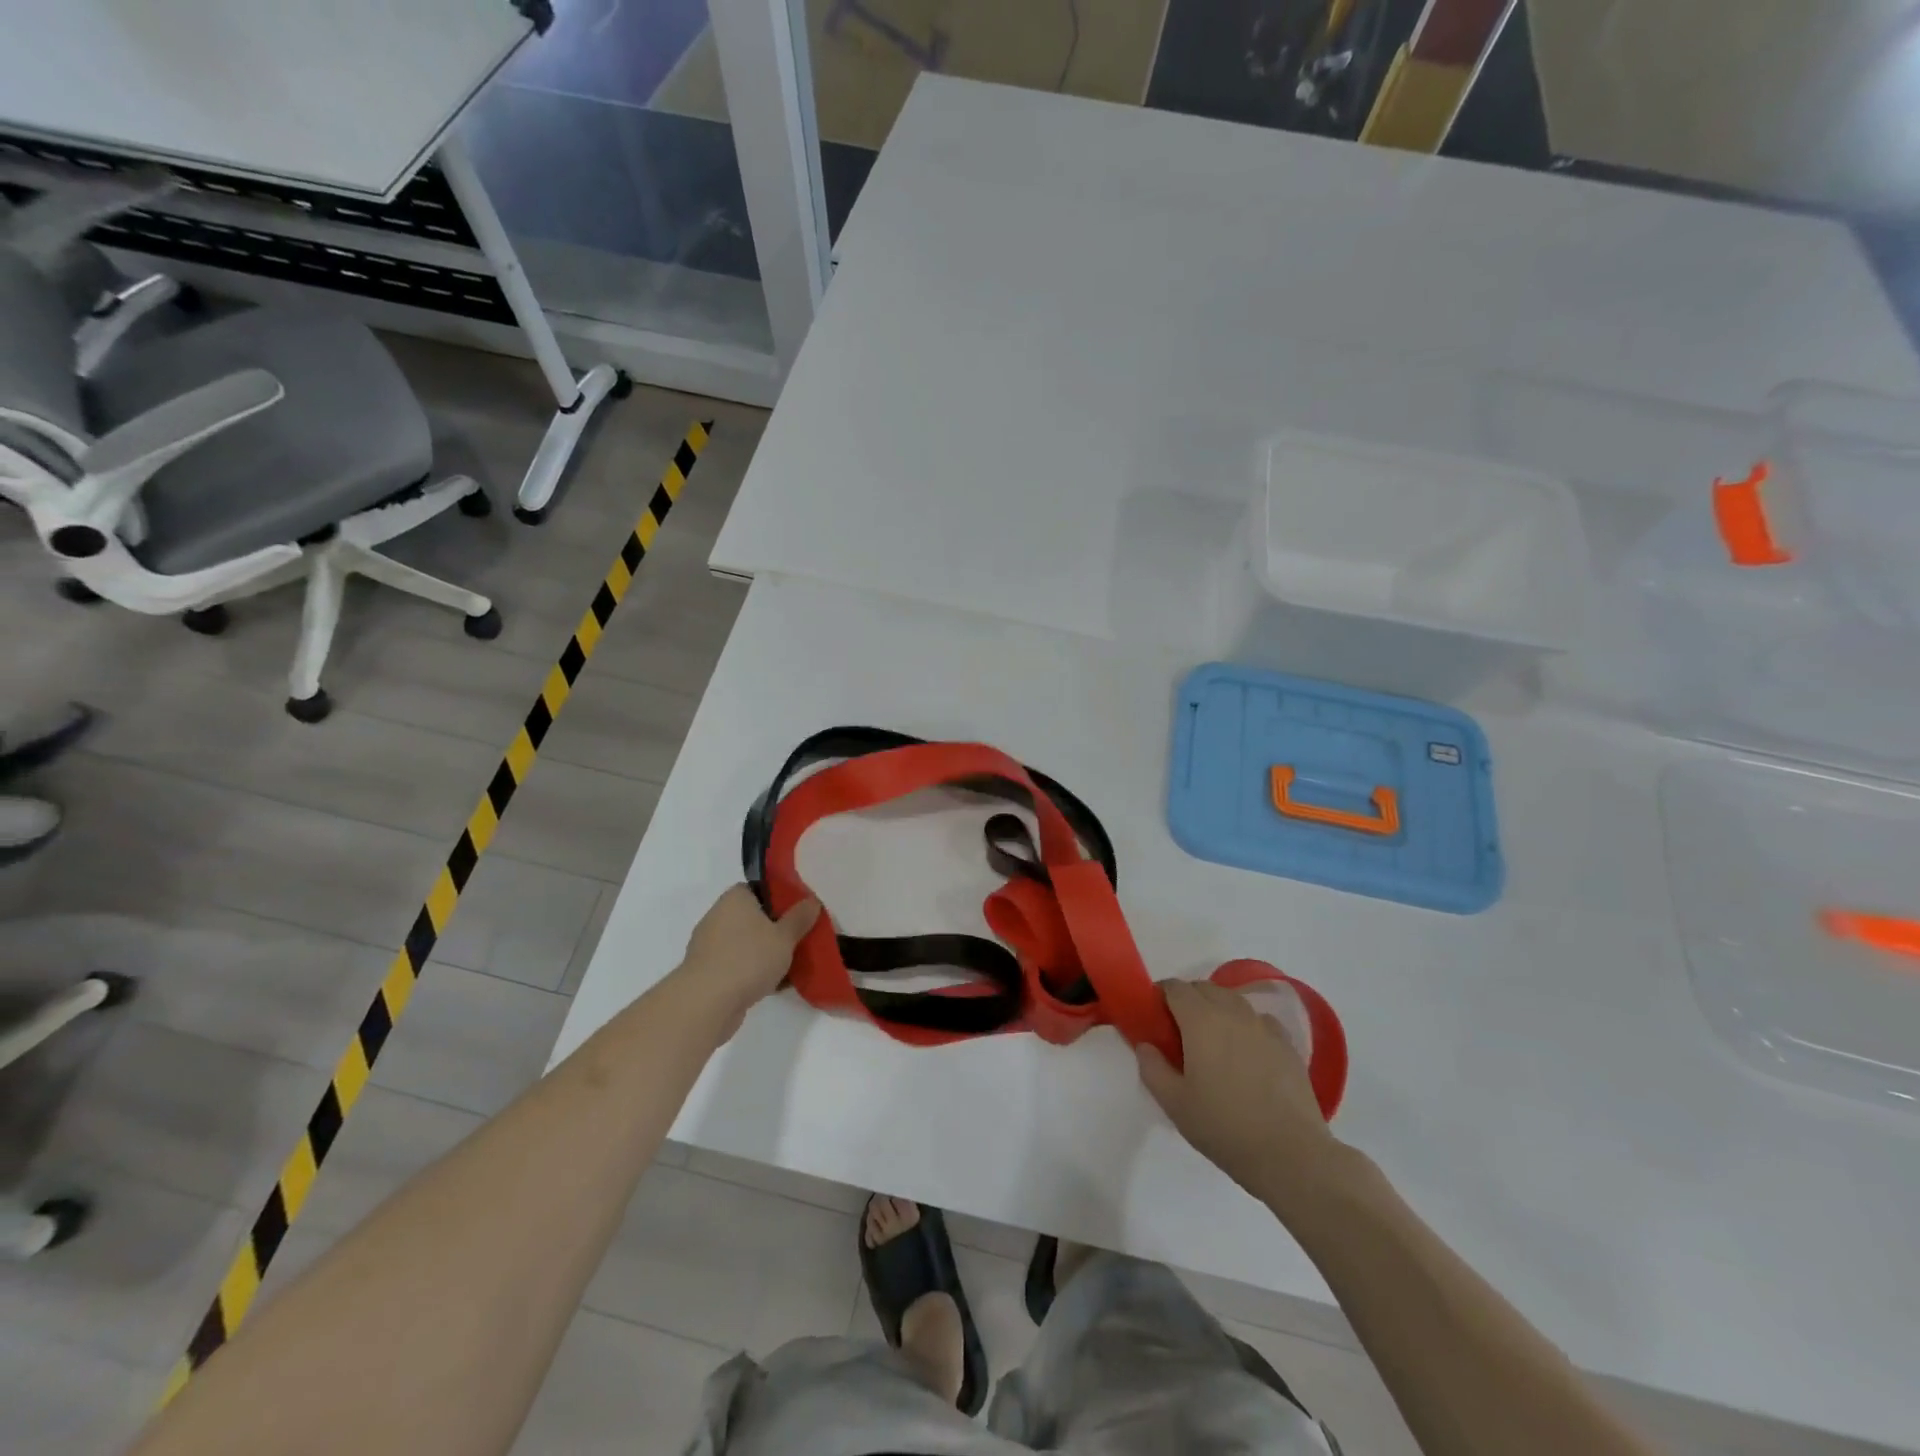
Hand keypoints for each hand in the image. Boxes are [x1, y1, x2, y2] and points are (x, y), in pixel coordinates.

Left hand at [676, 886, 819, 1035]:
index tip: (798, 912)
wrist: (707, 1003)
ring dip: (765, 954)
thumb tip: (811, 901)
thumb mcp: (785, 936)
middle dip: (775, 929)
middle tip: (799, 939)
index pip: (758, 889)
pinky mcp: (707, 973)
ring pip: (747, 944)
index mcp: (735, 899)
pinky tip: (775, 985)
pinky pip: (738, 966)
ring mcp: (710, 946)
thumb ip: (800, 918)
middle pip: (753, 918)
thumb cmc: (748, 958)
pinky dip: (754, 973)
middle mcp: (718, 917)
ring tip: (793, 966)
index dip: (779, 898)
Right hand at [1136, 979, 1340, 1210]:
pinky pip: (1260, 1021)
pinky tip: (1247, 1053)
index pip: (1175, 988)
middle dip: (1188, 999)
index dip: (1161, 995)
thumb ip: (1153, 1068)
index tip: (1155, 1016)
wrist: (1291, 1154)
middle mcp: (1233, 1013)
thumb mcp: (1175, 1104)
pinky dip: (1247, 1026)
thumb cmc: (1225, 1127)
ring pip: (1234, 1001)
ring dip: (1218, 1009)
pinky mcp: (1287, 1045)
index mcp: (1201, 1021)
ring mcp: (1264, 1027)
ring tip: (1214, 1041)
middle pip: (1205, 988)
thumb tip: (1145, 1046)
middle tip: (1180, 1031)